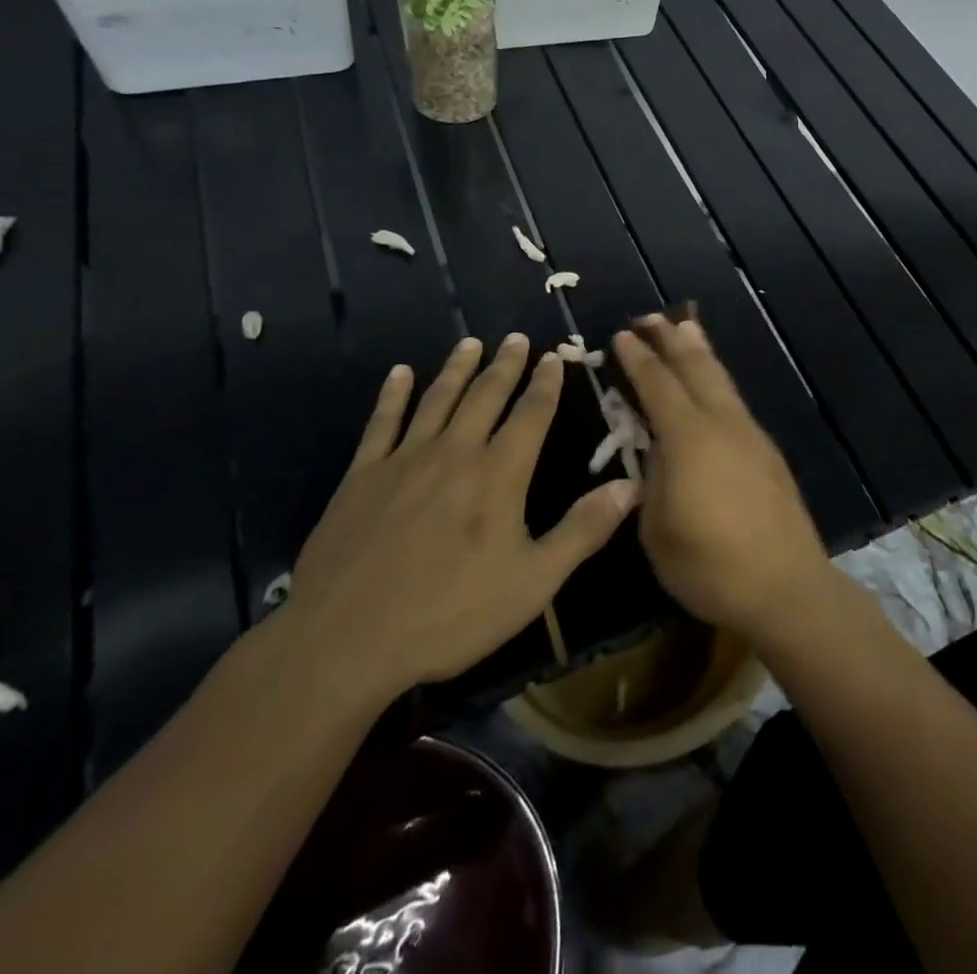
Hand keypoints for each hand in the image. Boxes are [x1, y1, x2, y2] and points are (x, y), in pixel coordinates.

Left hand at [282, 335, 639, 707]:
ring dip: (457, 368)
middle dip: (505, 364)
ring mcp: (404, 460)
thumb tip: (631, 486)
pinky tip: (399, 374)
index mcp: (499, 473)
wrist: (345, 639)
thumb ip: (583, 530)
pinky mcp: (362, 476)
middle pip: (485, 395)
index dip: (546, 383)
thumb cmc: (449, 614)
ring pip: (437, 399)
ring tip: (470, 342)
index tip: (554, 356)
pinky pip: (382, 422)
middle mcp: (455, 452)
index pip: (531, 413)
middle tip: (516, 337)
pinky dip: (393, 395)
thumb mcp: (533, 582)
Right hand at [613, 316, 835, 642]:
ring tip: (686, 328)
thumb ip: (652, 478)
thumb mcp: (657, 528)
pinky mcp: (766, 450)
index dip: (637, 359)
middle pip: (695, 368)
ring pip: (721, 379)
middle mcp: (721, 423)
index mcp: (688, 438)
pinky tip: (712, 384)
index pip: (657, 385)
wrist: (786, 585)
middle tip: (650, 317)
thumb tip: (655, 449)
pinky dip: (717, 379)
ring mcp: (749, 434)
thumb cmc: (710, 565)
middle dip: (671, 339)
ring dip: (699, 351)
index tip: (620, 336)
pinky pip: (734, 399)